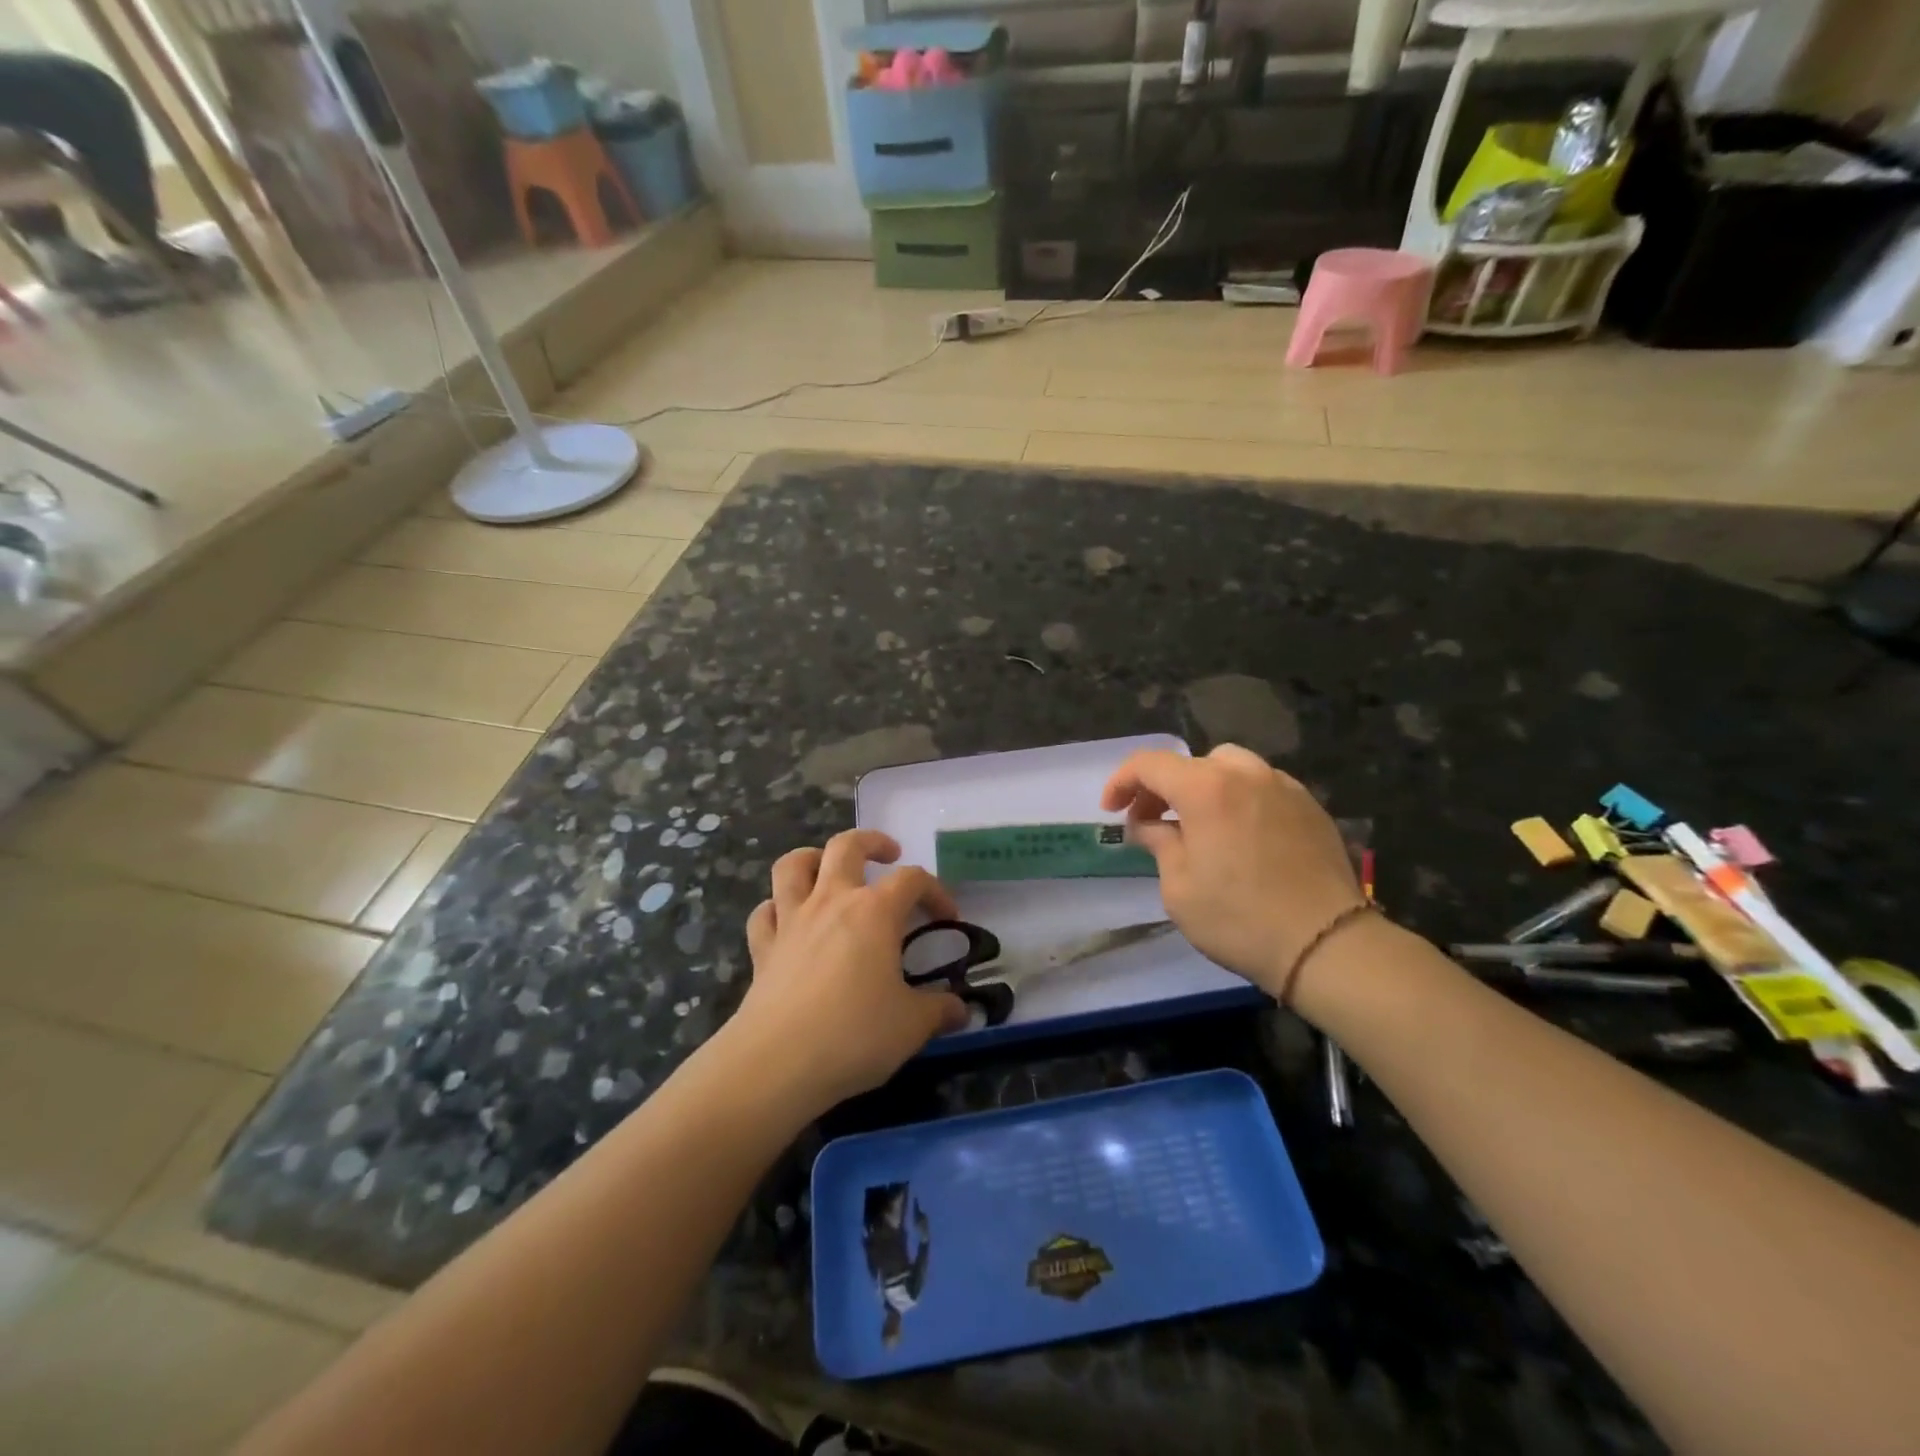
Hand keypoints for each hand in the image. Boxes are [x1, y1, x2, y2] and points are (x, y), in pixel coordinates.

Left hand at [733, 830, 968, 1107]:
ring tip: (827, 869)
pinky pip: (765, 912)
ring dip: (812, 858)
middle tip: (888, 855)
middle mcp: (831, 901)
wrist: (777, 1063)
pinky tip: (787, 921)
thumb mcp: (911, 1026)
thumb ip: (939, 1011)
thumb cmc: (854, 1035)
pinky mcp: (763, 948)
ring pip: (793, 865)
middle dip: (871, 842)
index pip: (913, 879)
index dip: (936, 891)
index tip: (948, 917)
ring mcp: (791, 921)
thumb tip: (962, 1010)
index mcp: (874, 912)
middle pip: (847, 846)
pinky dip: (776, 908)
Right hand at [1101, 744, 1367, 994]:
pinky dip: (1240, 799)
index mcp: (1206, 788)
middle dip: (1163, 786)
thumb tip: (1148, 825)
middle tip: (1152, 821)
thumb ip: (1159, 843)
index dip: (1122, 782)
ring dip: (1204, 787)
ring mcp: (1284, 787)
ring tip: (1198, 824)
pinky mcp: (1311, 807)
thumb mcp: (1179, 887)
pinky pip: (1263, 787)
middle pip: (1191, 763)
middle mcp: (1246, 774)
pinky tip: (1239, 835)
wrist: (1326, 944)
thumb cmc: (1239, 918)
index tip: (1111, 811)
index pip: (1150, 764)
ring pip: (1232, 768)